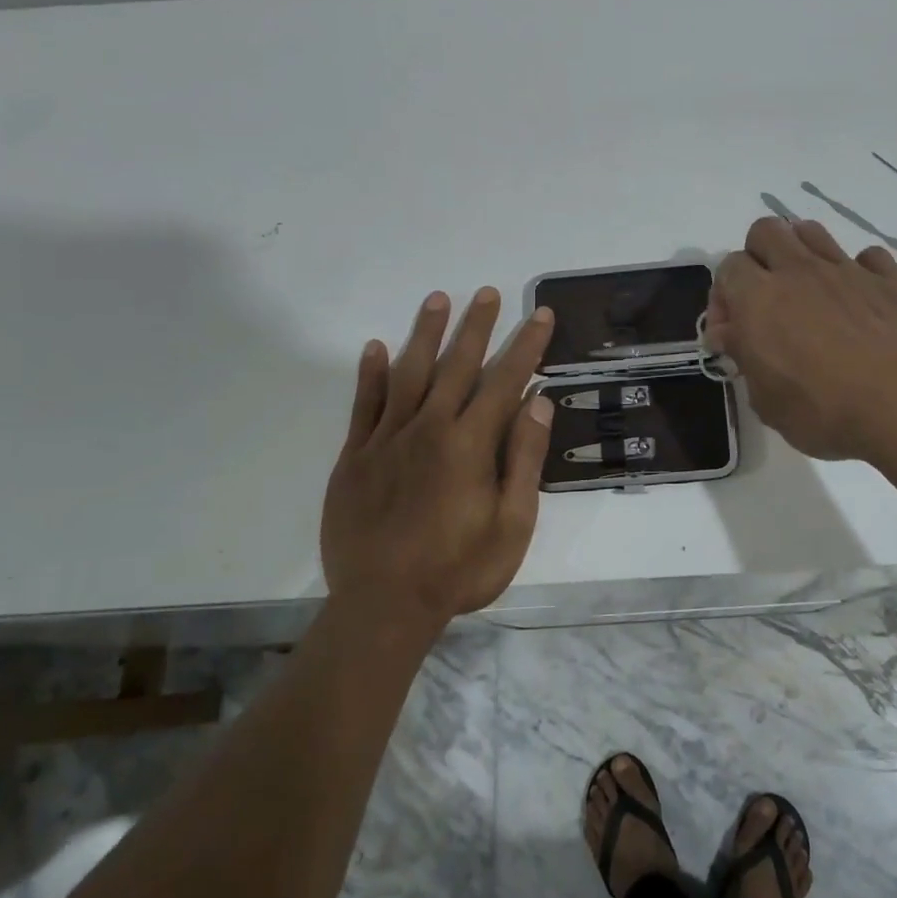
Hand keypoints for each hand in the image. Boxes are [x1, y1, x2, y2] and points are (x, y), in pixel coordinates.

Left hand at [320, 288, 555, 640]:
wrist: (383, 605)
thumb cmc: (459, 569)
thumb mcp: (511, 524)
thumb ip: (523, 459)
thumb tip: (539, 404)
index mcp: (470, 444)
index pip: (505, 381)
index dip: (526, 346)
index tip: (540, 315)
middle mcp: (429, 428)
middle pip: (457, 365)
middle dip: (478, 326)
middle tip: (489, 292)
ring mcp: (387, 439)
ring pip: (409, 373)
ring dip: (426, 334)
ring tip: (438, 299)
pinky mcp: (356, 455)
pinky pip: (364, 404)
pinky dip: (371, 374)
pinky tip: (376, 347)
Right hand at [707, 217, 896, 475]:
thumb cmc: (824, 412)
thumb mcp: (767, 401)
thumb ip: (745, 358)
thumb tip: (731, 333)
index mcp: (760, 299)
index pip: (728, 267)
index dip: (724, 297)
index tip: (733, 331)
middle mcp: (799, 272)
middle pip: (766, 230)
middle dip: (758, 257)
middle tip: (766, 299)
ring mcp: (848, 270)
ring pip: (812, 231)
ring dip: (800, 252)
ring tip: (807, 291)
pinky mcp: (890, 280)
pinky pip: (867, 257)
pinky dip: (857, 271)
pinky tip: (858, 300)